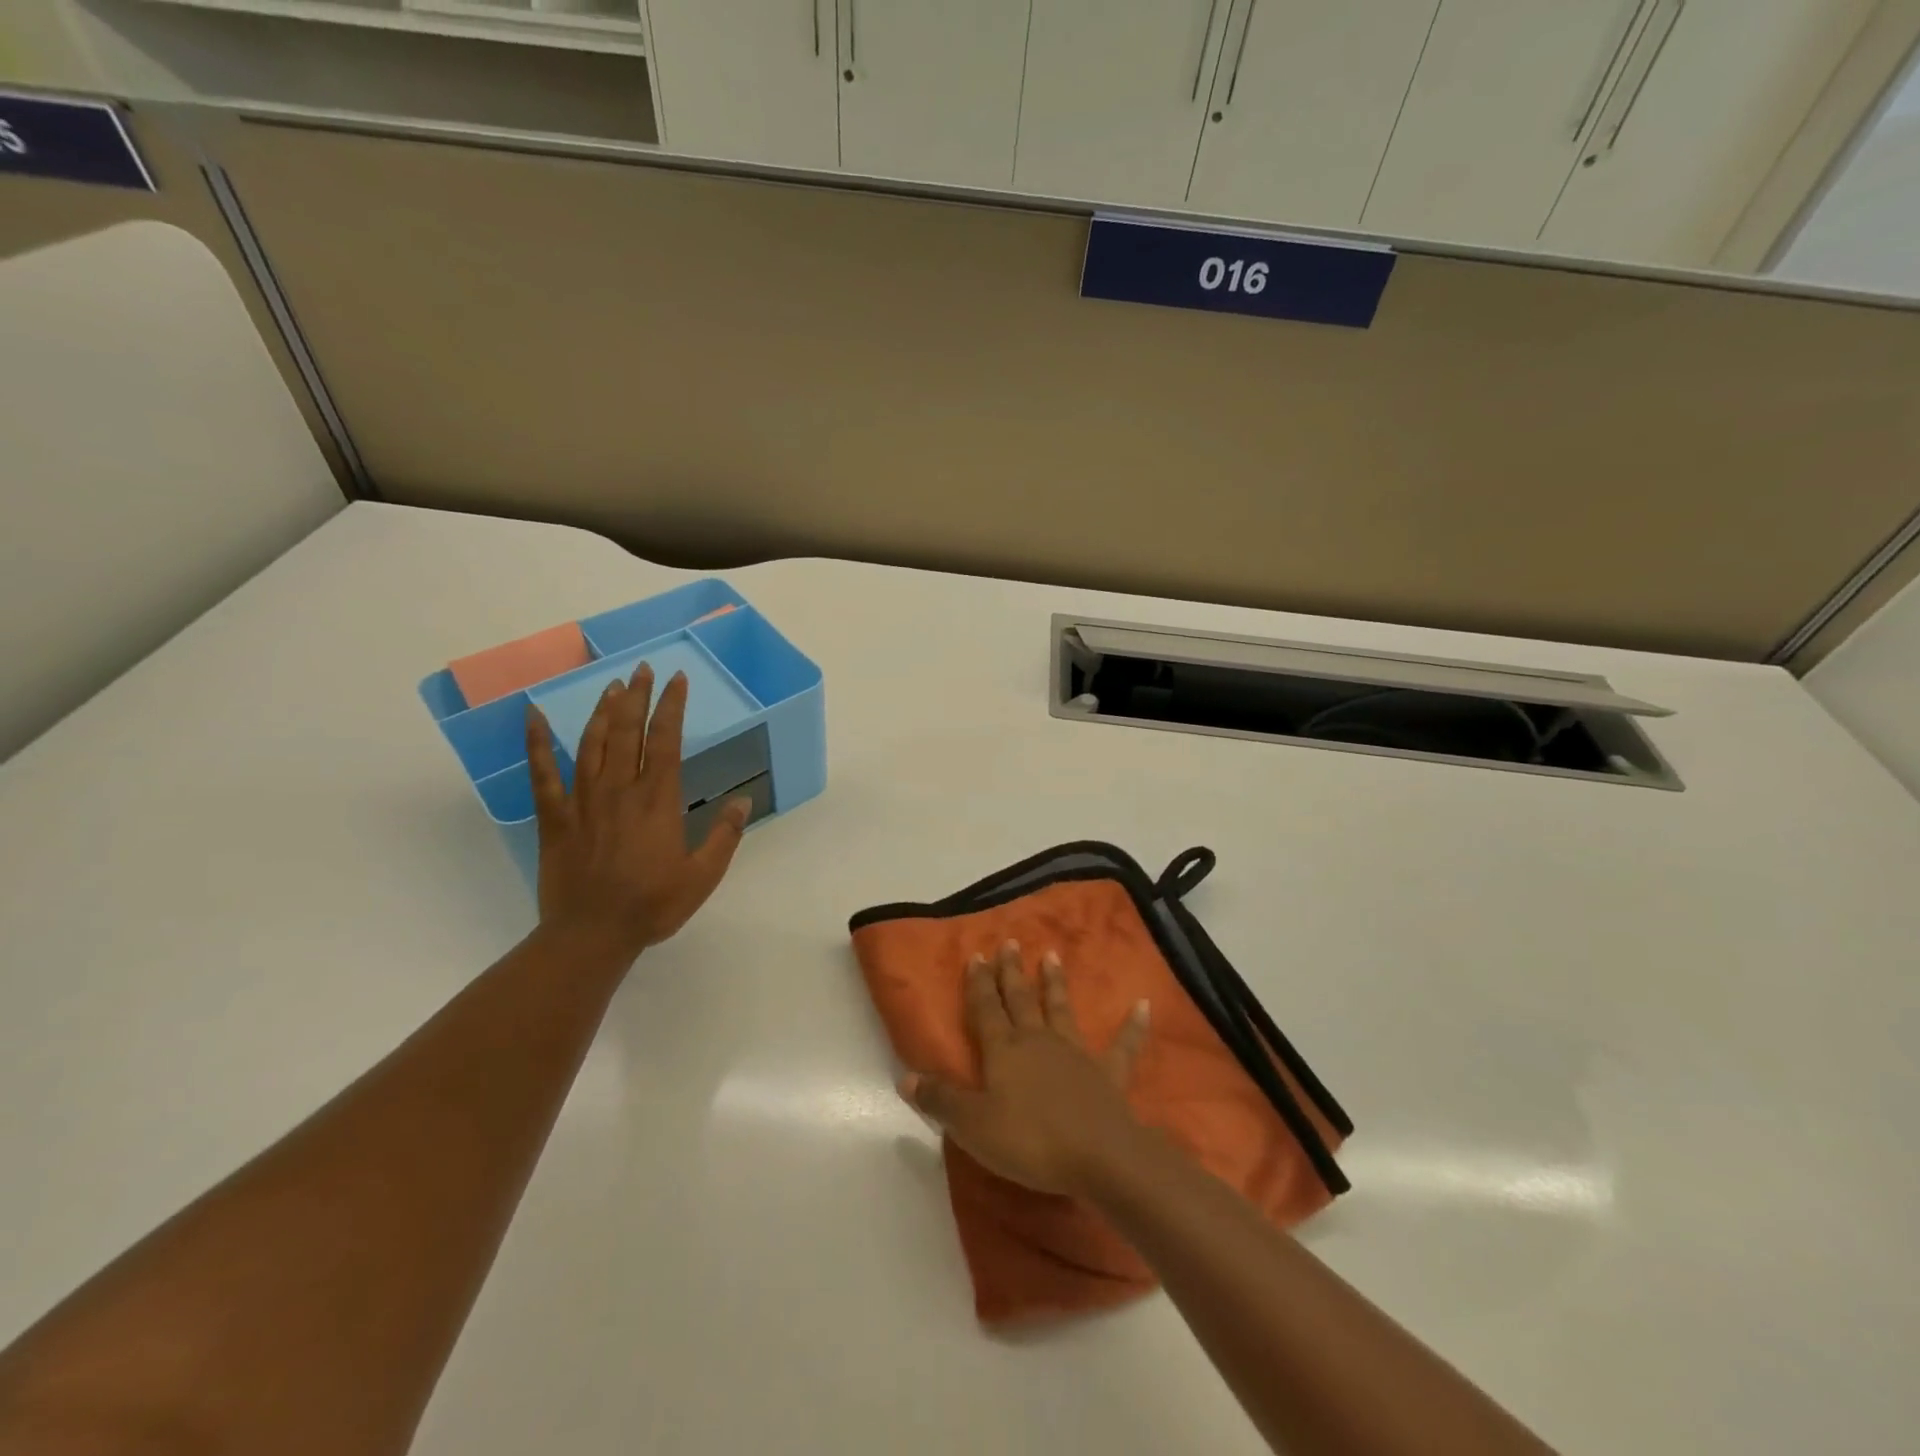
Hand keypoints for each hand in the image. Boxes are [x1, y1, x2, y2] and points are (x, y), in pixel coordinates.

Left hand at [525, 664, 749, 962]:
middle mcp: (620, 790)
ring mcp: (583, 801)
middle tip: (642, 669)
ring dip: (602, 711)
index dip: (672, 707)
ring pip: (591, 744)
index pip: (666, 741)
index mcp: (658, 801)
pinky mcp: (554, 818)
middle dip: (637, 697)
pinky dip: (536, 743)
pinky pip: (542, 774)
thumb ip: (725, 835)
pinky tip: (533, 716)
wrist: (592, 935)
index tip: (677, 680)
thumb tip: (743, 799)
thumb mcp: (703, 875)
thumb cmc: (653, 905)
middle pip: (628, 732)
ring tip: (612, 686)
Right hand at [900, 942, 1149, 1196]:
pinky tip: (1143, 1004)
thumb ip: (940, 1100)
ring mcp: (1075, 1054)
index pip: (986, 1009)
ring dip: (1055, 983)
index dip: (978, 983)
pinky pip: (1122, 1045)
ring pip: (1061, 1009)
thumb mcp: (973, 1126)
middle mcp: (1038, 1041)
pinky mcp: (1107, 1073)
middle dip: (1011, 972)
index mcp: (1004, 1051)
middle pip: (1020, 1000)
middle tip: (1009, 942)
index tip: (976, 954)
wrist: (1098, 1157)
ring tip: (1052, 955)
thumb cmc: (1030, 1141)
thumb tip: (904, 1077)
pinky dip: (1133, 1025)